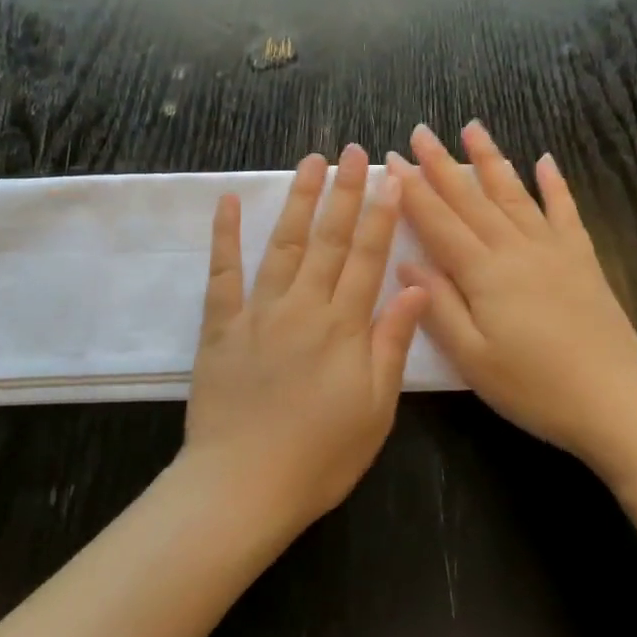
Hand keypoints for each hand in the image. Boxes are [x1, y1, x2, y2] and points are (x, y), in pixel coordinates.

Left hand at [180, 144, 429, 538]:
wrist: (244, 485)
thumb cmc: (320, 456)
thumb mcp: (375, 409)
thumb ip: (391, 343)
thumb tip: (415, 286)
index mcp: (344, 327)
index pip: (368, 257)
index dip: (381, 214)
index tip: (391, 177)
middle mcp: (303, 307)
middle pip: (329, 240)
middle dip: (345, 192)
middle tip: (354, 151)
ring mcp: (258, 312)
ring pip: (283, 245)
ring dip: (299, 201)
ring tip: (311, 162)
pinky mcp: (220, 326)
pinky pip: (223, 273)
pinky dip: (226, 235)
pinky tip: (230, 202)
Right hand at [389, 122, 636, 470]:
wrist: (617, 404)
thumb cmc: (534, 388)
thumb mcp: (472, 359)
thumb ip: (437, 307)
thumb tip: (406, 263)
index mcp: (484, 274)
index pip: (438, 222)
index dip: (412, 191)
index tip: (391, 160)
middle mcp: (516, 250)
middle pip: (472, 199)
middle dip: (442, 164)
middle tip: (421, 131)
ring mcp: (554, 251)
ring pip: (515, 194)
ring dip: (491, 160)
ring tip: (473, 127)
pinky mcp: (583, 261)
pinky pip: (566, 212)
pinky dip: (556, 185)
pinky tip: (546, 162)